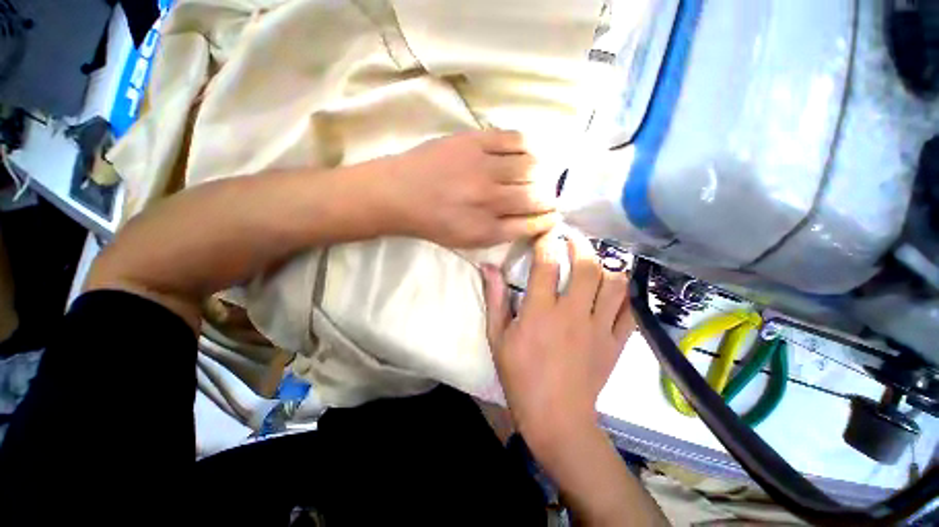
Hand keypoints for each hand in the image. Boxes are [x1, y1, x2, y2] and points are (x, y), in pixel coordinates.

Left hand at [384, 130, 558, 247]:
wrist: (399, 193)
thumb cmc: (433, 222)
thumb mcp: (467, 241)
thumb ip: (501, 233)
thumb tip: (532, 220)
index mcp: (486, 229)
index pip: (532, 224)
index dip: (548, 219)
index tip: (553, 214)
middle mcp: (489, 200)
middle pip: (537, 195)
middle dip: (548, 197)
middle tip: (544, 195)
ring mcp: (482, 168)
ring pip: (531, 166)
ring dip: (540, 172)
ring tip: (535, 174)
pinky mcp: (474, 141)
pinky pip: (515, 138)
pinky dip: (528, 146)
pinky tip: (525, 153)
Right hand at [482, 232, 633, 453]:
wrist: (556, 417)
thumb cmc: (520, 376)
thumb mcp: (498, 337)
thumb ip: (495, 298)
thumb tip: (488, 267)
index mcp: (541, 312)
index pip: (547, 263)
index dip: (546, 242)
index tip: (545, 233)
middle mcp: (574, 313)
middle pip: (587, 266)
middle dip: (580, 244)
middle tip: (572, 239)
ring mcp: (600, 328)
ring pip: (614, 283)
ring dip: (605, 265)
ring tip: (594, 260)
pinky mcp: (616, 342)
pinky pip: (629, 310)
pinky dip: (624, 293)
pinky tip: (614, 287)